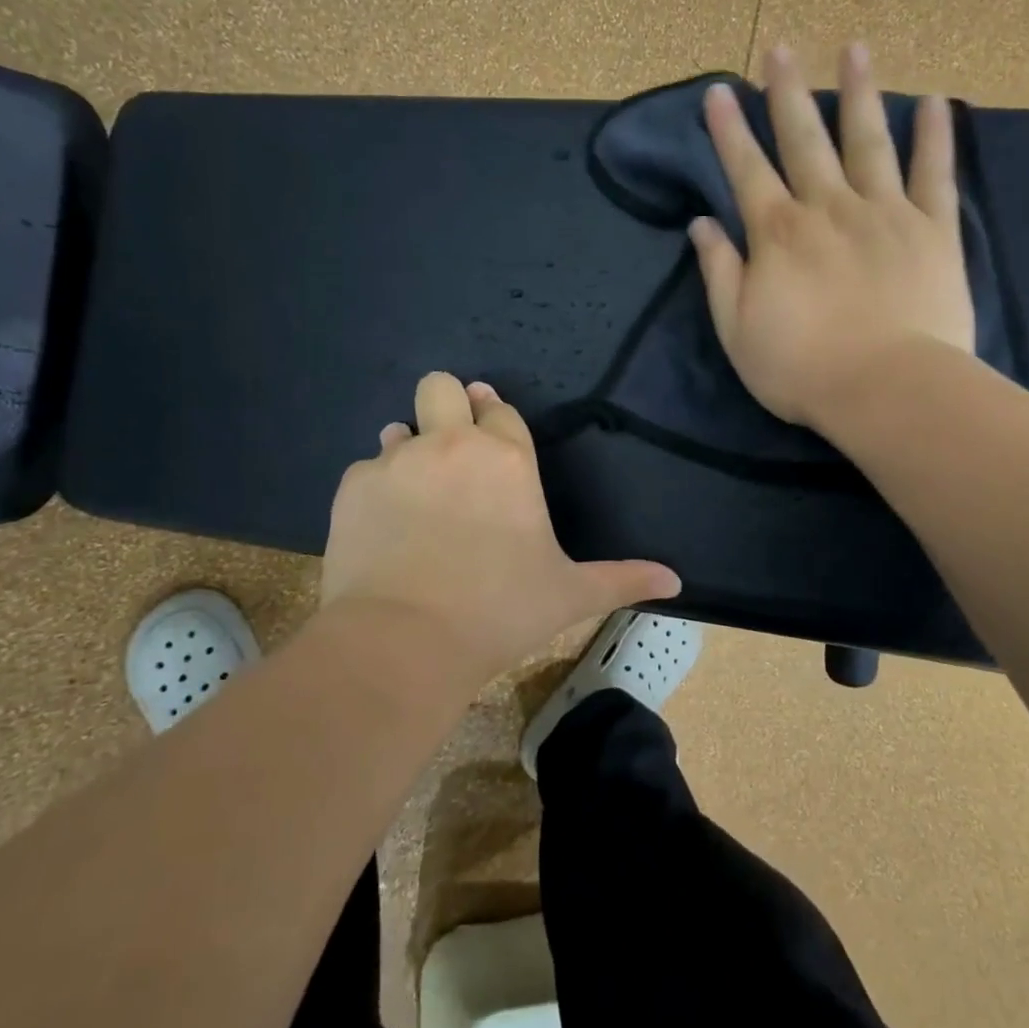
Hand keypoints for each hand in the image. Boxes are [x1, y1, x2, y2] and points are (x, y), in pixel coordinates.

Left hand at [321, 372, 680, 685]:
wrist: (403, 641)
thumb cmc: (498, 611)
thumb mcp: (569, 595)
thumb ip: (622, 579)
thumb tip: (675, 581)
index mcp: (507, 458)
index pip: (500, 408)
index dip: (495, 419)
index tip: (492, 437)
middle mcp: (451, 443)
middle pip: (441, 385)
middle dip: (446, 404)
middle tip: (451, 448)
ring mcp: (397, 460)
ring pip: (400, 427)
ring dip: (409, 448)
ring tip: (416, 495)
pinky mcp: (353, 486)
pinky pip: (366, 469)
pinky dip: (376, 489)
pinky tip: (383, 527)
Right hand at [688, 43, 975, 429]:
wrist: (886, 389)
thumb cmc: (801, 368)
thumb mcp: (737, 330)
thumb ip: (720, 272)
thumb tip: (701, 225)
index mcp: (778, 234)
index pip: (746, 170)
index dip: (729, 130)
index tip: (719, 91)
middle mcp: (828, 208)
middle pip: (804, 140)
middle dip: (786, 93)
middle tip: (778, 49)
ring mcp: (885, 213)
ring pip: (868, 141)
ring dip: (857, 93)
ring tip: (853, 49)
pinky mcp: (932, 230)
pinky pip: (935, 173)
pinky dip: (934, 136)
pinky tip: (933, 101)